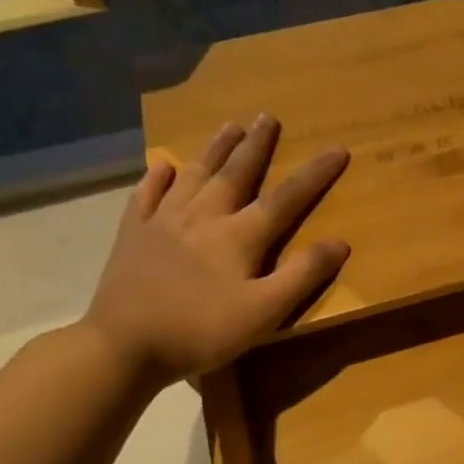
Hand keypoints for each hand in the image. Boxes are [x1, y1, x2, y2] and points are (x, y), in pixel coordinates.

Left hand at [81, 115, 348, 383]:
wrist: (123, 346)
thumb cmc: (202, 330)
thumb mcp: (265, 311)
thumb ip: (302, 275)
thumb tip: (340, 242)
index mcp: (239, 236)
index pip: (286, 198)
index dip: (315, 174)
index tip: (337, 150)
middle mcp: (203, 217)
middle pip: (235, 173)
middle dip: (256, 145)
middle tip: (268, 117)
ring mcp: (162, 223)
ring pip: (194, 176)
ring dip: (214, 150)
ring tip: (229, 127)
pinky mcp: (132, 236)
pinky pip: (146, 196)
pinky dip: (156, 178)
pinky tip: (162, 165)